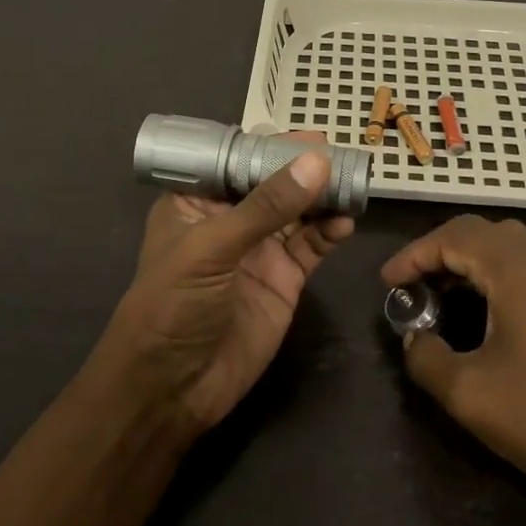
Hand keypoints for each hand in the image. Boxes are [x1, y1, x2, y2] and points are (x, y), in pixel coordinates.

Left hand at [97, 146, 354, 438]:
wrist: (172, 389)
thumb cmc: (173, 306)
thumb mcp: (212, 248)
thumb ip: (265, 207)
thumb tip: (317, 162)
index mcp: (197, 201)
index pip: (236, 158)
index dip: (271, 145)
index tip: (311, 136)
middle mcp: (230, 219)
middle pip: (273, 181)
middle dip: (305, 167)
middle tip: (343, 154)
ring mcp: (259, 249)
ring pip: (298, 211)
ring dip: (324, 196)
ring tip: (353, 183)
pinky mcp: (284, 278)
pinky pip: (312, 245)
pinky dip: (331, 231)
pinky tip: (346, 222)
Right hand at [381, 215, 525, 495]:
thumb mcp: (468, 393)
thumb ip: (425, 356)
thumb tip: (414, 337)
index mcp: (517, 267)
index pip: (452, 236)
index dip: (413, 255)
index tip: (387, 284)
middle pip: (479, 232)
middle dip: (438, 252)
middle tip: (412, 285)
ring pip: (505, 246)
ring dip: (467, 261)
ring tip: (439, 295)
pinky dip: (494, 273)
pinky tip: (482, 309)